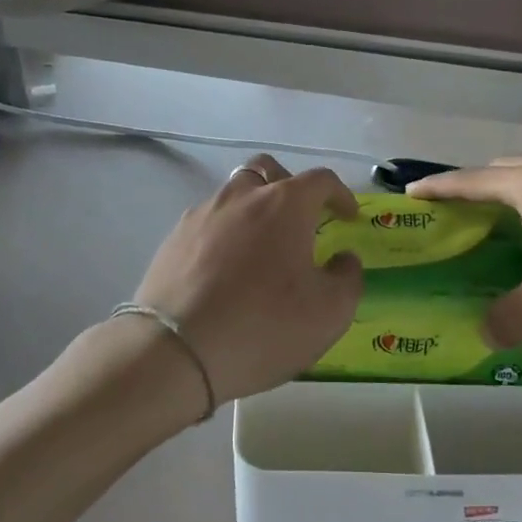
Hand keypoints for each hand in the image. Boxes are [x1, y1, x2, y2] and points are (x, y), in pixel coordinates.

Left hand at [132, 155, 364, 403]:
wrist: (175, 351)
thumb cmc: (264, 326)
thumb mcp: (329, 312)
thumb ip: (347, 277)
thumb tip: (343, 259)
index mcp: (285, 204)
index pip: (320, 180)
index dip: (340, 194)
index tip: (348, 215)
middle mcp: (241, 196)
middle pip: (267, 170)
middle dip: (289, 185)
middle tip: (300, 217)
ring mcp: (202, 214)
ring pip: (233, 194)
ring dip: (253, 208)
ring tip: (261, 246)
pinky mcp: (173, 238)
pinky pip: (208, 222)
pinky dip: (225, 232)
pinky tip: (225, 267)